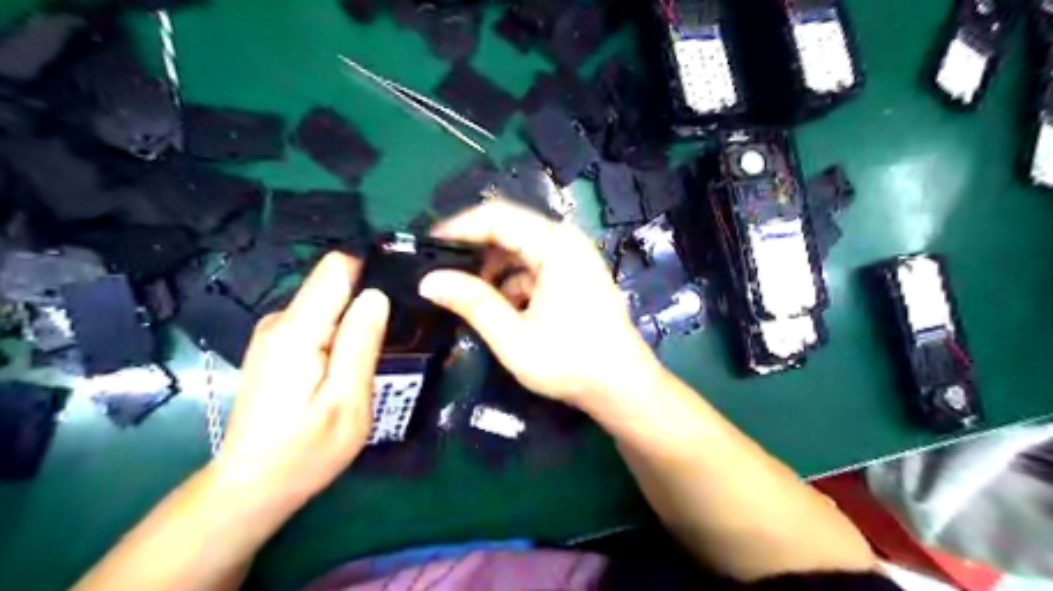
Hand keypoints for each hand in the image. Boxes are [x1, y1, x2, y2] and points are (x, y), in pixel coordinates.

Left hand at [213, 252, 390, 513]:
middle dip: (368, 303)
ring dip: (357, 322)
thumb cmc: (305, 451)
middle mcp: (280, 321)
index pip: (337, 268)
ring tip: (373, 358)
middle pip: (335, 285)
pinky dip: (341, 335)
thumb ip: (361, 344)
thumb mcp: (347, 402)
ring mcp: (275, 333)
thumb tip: (377, 294)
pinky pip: (320, 322)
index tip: (400, 294)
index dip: (371, 272)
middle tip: (394, 339)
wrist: (252, 485)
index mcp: (297, 331)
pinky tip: (349, 366)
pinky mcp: (277, 345)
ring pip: (330, 304)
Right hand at [419, 200, 655, 408]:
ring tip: (468, 297)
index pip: (497, 217)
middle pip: (509, 229)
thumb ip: (473, 304)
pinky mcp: (574, 274)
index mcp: (556, 247)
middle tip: (442, 274)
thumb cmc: (571, 364)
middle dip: (473, 251)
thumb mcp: (514, 339)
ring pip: (520, 249)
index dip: (459, 227)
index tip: (427, 246)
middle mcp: (567, 242)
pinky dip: (512, 282)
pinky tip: (503, 309)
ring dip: (493, 270)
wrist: (623, 387)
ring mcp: (573, 257)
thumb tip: (429, 281)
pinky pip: (534, 266)